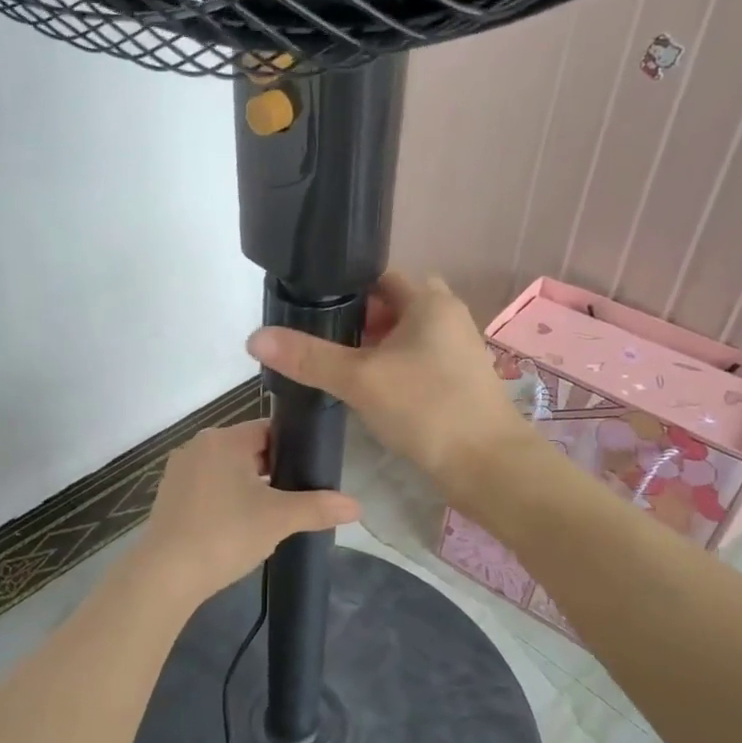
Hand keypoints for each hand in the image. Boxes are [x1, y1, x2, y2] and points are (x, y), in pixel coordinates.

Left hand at [135, 420, 359, 602]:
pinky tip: (240, 527)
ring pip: (228, 471)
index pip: (270, 430)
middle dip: (274, 472)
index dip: (295, 449)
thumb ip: (318, 507)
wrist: (166, 576)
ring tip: (274, 515)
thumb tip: (357, 506)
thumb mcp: (278, 519)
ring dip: (250, 488)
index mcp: (223, 439)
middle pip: (248, 450)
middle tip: (300, 497)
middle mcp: (198, 446)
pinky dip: (227, 501)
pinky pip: (209, 489)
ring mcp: (179, 472)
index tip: (314, 472)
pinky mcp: (169, 498)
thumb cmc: (225, 534)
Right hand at [246, 270, 532, 496]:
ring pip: (402, 336)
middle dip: (354, 322)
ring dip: (371, 348)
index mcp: (429, 301)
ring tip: (334, 367)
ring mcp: (455, 349)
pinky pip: (414, 361)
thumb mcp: (359, 380)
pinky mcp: (456, 380)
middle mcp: (447, 316)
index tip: (308, 308)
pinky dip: (389, 368)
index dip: (342, 289)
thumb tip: (255, 336)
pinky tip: (366, 391)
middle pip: (390, 306)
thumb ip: (308, 356)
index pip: (378, 277)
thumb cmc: (426, 408)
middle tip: (317, 342)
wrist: (487, 465)